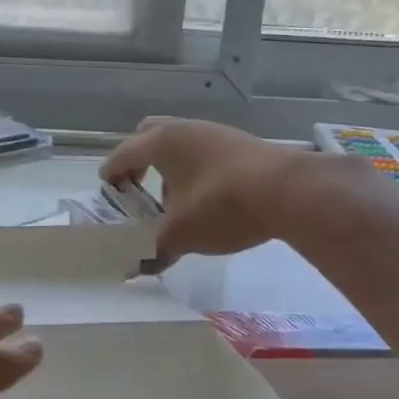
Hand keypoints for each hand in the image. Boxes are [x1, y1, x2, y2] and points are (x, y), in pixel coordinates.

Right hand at [101, 117, 371, 263]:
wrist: (290, 191)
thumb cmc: (222, 205)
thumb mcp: (182, 234)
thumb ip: (155, 250)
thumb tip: (138, 269)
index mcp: (159, 142)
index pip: (121, 155)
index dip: (110, 178)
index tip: (109, 198)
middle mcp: (183, 128)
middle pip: (147, 136)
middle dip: (138, 161)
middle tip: (138, 190)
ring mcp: (213, 132)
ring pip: (179, 143)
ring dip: (169, 167)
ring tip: (175, 201)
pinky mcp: (239, 142)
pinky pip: (203, 150)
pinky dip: (195, 169)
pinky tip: (208, 199)